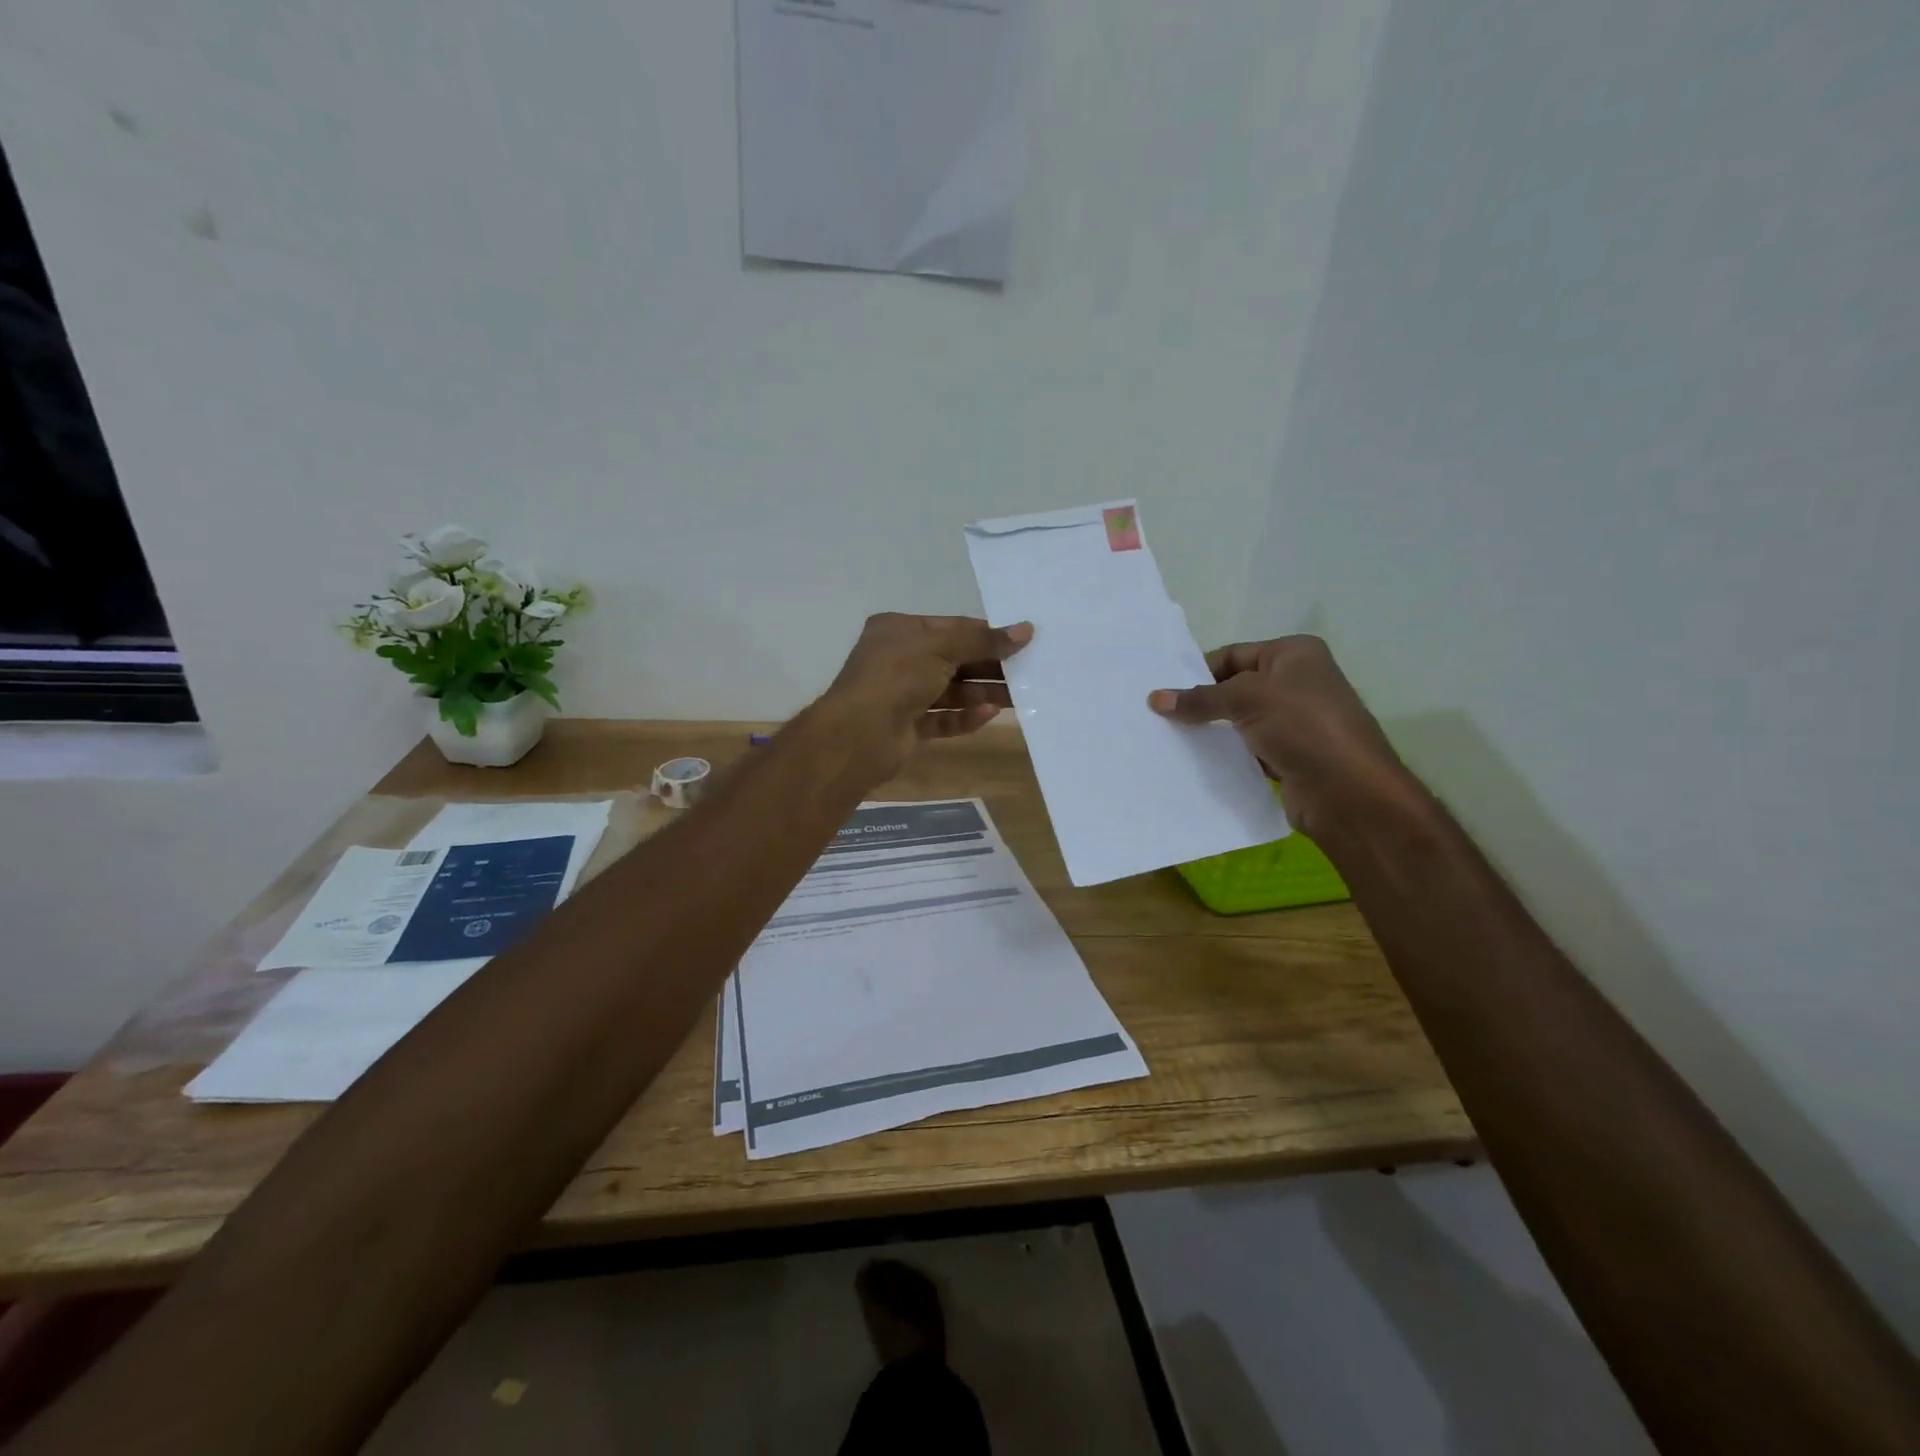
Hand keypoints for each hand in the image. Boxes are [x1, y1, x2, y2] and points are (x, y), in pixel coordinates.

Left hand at [817, 613, 1032, 779]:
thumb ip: (984, 640)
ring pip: (951, 691)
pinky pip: (943, 718)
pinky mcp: (908, 726)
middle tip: (1027, 670)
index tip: (1021, 641)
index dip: (985, 633)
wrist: (859, 735)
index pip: (951, 627)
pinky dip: (965, 716)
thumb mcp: (941, 647)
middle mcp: (899, 659)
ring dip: (982, 692)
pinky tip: (989, 714)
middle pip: (954, 659)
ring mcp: (903, 695)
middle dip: (988, 665)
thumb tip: (1026, 630)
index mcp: (899, 630)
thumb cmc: (896, 677)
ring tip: (1019, 696)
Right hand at [1147, 636, 1415, 840]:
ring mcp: (1294, 722)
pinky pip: (1247, 749)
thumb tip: (1155, 699)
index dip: (1198, 671)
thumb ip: (1199, 698)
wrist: (1347, 791)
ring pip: (1238, 721)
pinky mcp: (1288, 756)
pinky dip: (1225, 754)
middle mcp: (1297, 682)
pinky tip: (1195, 762)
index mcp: (1295, 654)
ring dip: (1210, 731)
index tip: (1162, 691)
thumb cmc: (1302, 726)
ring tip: (1168, 739)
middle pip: (1234, 687)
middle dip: (1201, 702)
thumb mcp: (1246, 699)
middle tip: (1158, 716)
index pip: (1233, 654)